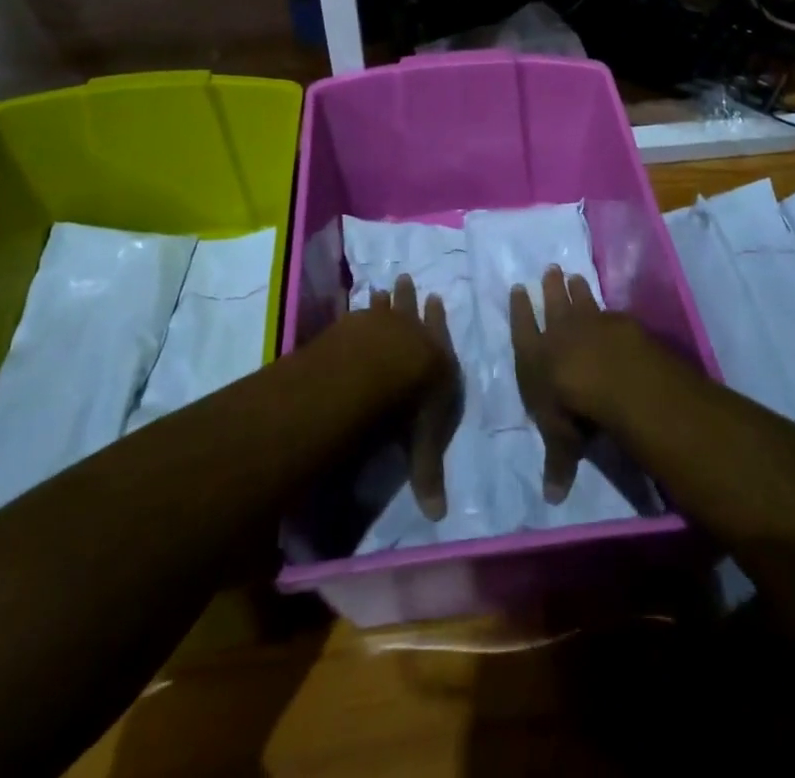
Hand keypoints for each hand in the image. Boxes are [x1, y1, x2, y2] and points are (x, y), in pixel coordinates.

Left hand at [362, 274, 460, 520]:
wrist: (382, 367)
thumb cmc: (413, 403)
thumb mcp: (424, 442)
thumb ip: (427, 473)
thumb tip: (438, 516)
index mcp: (438, 358)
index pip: (441, 335)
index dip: (438, 320)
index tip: (437, 298)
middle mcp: (413, 333)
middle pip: (412, 310)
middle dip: (411, 297)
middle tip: (406, 278)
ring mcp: (383, 323)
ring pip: (386, 305)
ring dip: (386, 297)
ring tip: (381, 285)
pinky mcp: (356, 323)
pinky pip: (359, 312)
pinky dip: (358, 308)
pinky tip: (354, 303)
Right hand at [509, 265, 626, 503]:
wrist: (614, 379)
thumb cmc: (574, 410)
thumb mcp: (562, 441)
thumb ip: (557, 463)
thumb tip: (551, 499)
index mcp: (535, 357)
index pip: (523, 328)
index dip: (520, 310)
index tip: (519, 288)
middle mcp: (559, 334)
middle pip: (553, 305)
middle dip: (550, 288)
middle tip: (550, 269)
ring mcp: (590, 323)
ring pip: (581, 300)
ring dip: (576, 288)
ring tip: (574, 274)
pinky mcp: (618, 323)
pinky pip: (609, 311)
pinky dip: (606, 307)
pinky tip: (610, 306)